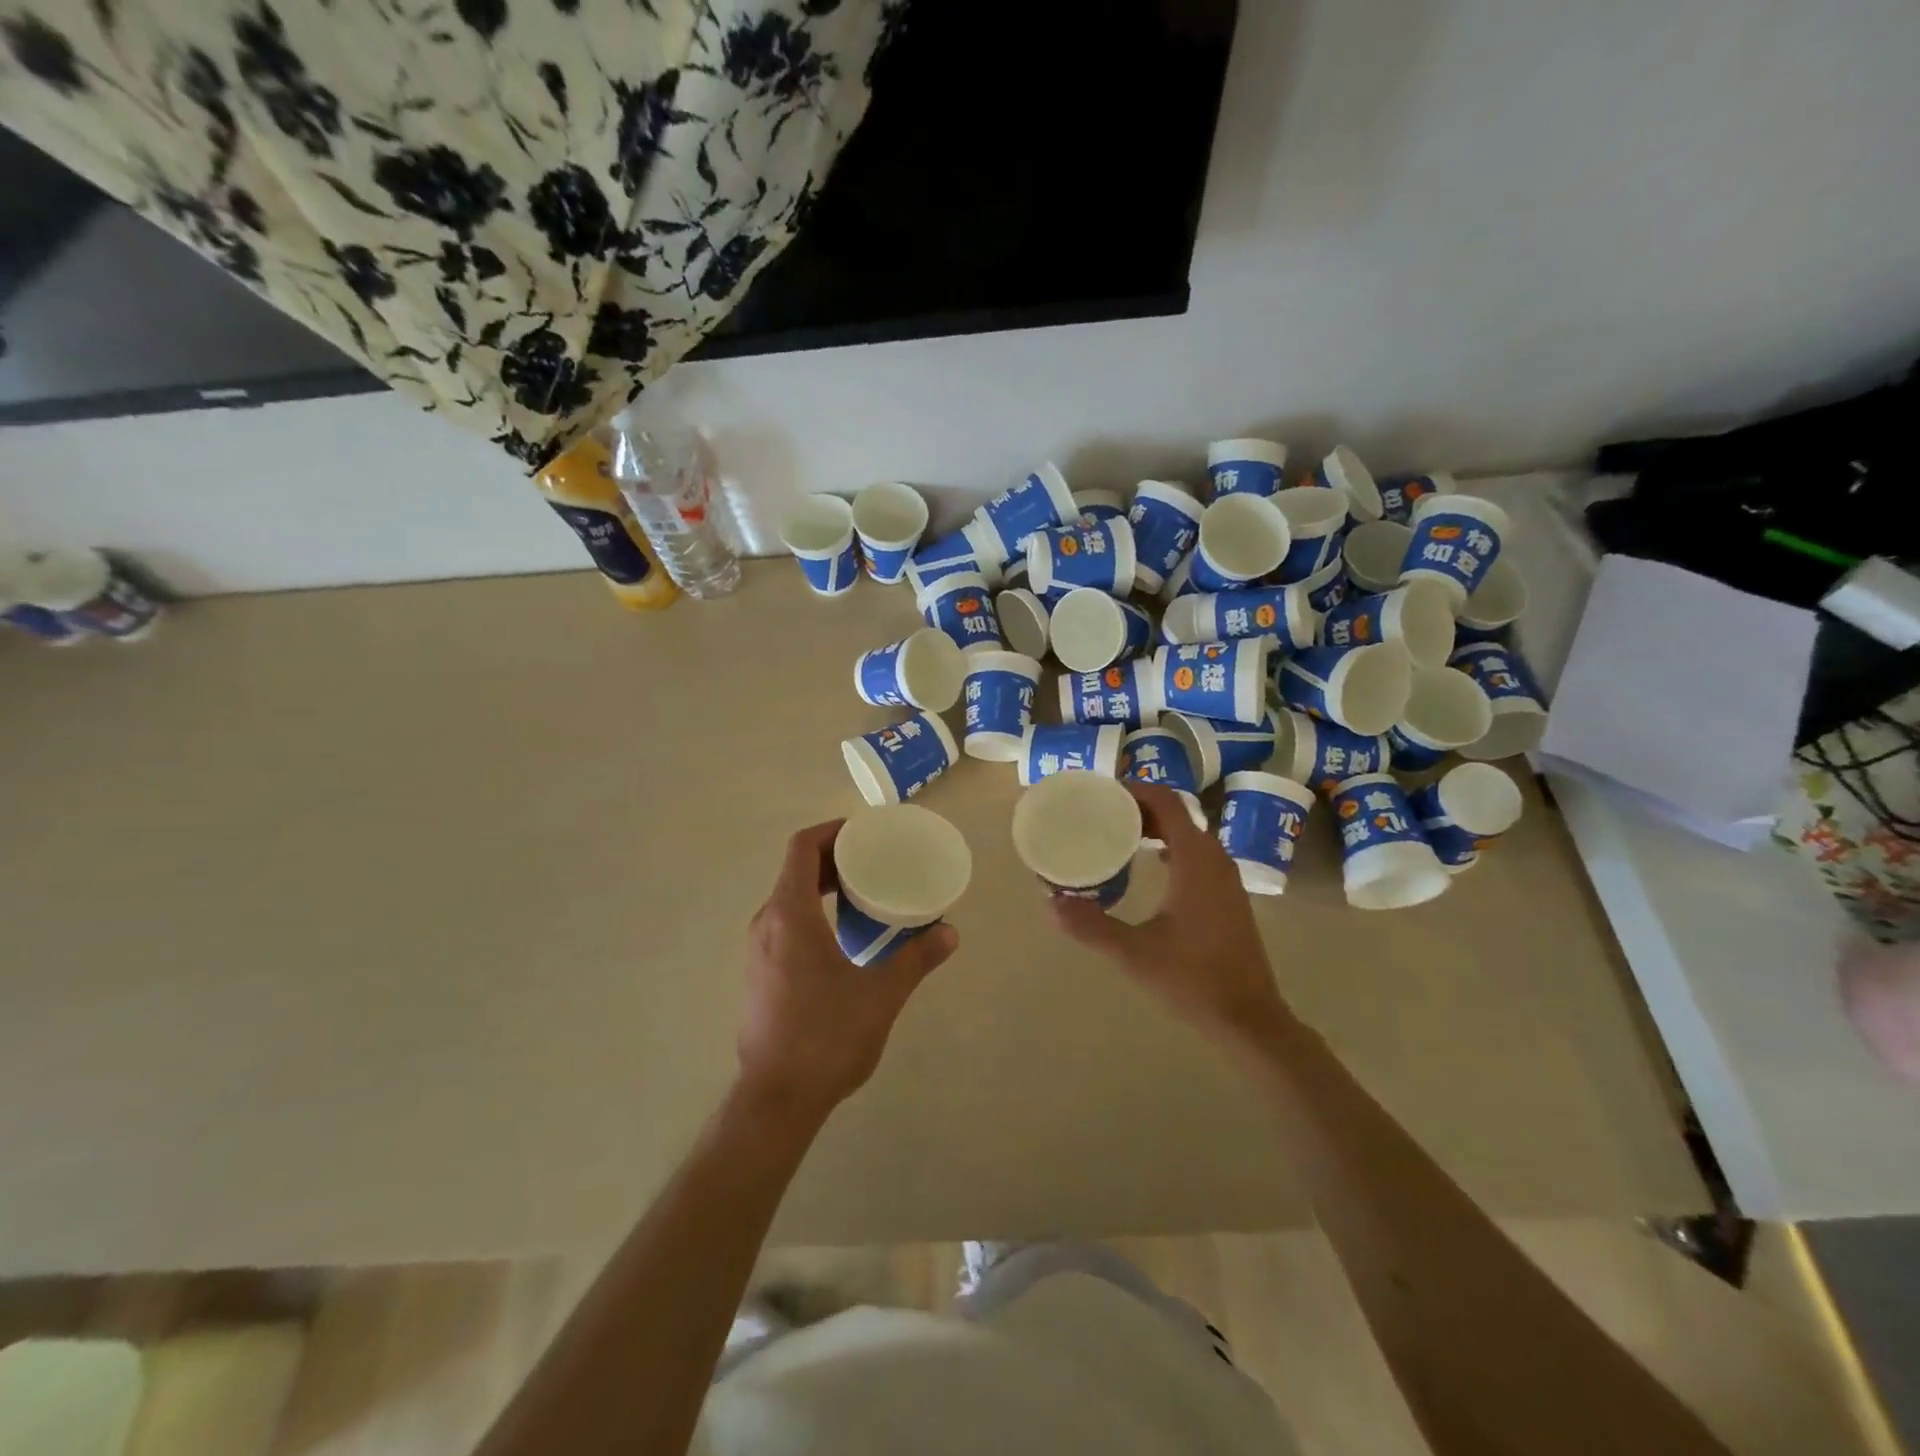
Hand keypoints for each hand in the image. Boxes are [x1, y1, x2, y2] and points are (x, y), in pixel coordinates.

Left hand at [736, 820, 957, 1120]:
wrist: (776, 1100)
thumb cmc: (826, 1037)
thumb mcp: (881, 995)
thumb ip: (916, 959)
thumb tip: (949, 933)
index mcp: (789, 915)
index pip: (802, 848)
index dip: (832, 830)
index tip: (865, 833)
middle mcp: (766, 923)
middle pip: (795, 869)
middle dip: (833, 858)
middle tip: (873, 861)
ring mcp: (757, 950)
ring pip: (788, 897)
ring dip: (821, 886)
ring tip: (862, 893)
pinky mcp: (758, 973)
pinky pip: (784, 922)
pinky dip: (811, 911)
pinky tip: (842, 935)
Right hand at [1051, 782, 1290, 1046]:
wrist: (1249, 1018)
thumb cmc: (1193, 980)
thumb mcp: (1135, 954)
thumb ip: (1092, 927)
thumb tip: (1051, 904)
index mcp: (1195, 861)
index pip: (1167, 802)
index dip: (1135, 789)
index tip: (1102, 791)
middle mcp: (1214, 859)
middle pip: (1177, 814)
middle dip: (1139, 807)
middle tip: (1101, 812)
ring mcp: (1226, 878)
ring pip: (1188, 834)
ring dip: (1156, 827)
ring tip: (1118, 834)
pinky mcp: (1228, 896)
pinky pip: (1196, 853)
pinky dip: (1170, 846)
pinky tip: (1149, 866)